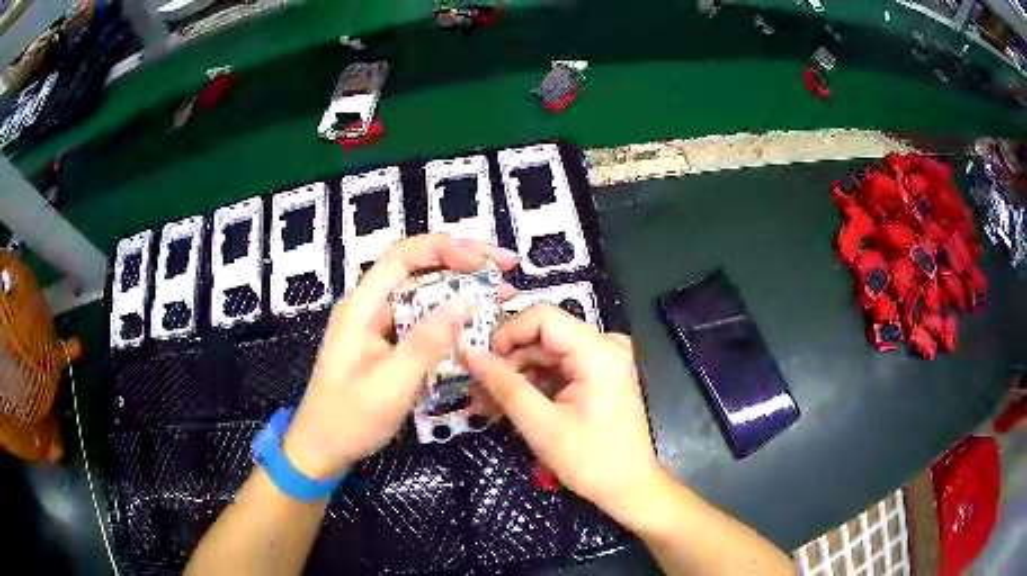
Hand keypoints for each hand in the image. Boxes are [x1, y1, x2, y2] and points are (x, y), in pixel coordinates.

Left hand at [282, 234, 518, 478]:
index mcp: (362, 306)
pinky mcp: (388, 345)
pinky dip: (451, 320)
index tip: (484, 259)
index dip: (444, 248)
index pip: (402, 256)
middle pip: (417, 269)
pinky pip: (422, 322)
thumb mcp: (390, 384)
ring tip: (501, 295)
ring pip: (423, 295)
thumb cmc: (349, 419)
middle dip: (462, 263)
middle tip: (505, 269)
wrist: (323, 449)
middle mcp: (370, 307)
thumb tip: (464, 303)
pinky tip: (477, 325)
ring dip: (461, 291)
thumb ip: (426, 343)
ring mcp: (379, 326)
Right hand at [462, 305, 664, 524]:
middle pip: (542, 338)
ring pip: (545, 355)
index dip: (506, 333)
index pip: (543, 318)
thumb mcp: (541, 425)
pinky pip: (556, 371)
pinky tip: (505, 406)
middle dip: (505, 362)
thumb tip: (469, 353)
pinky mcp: (596, 377)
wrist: (629, 488)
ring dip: (513, 378)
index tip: (480, 361)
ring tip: (483, 403)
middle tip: (474, 389)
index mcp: (599, 352)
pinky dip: (531, 387)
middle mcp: (604, 347)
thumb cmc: (591, 460)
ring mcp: (602, 362)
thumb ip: (503, 385)